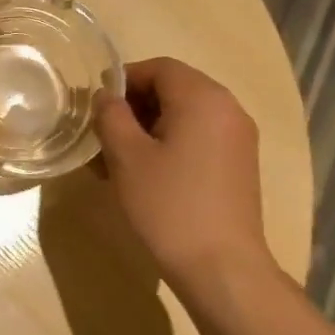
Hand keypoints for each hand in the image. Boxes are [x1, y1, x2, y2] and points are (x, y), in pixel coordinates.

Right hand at [94, 57, 275, 285]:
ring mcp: (238, 139)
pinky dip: (170, 145)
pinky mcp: (239, 166)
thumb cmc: (168, 205)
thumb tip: (106, 97)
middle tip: (102, 134)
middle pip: (174, 89)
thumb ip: (111, 116)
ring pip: (185, 116)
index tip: (95, 105)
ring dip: (148, 128)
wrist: (221, 267)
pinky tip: (145, 175)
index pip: (158, 67)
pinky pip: (199, 139)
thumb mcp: (127, 157)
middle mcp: (228, 109)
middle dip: (134, 106)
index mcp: (203, 97)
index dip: (122, 79)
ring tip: (117, 159)